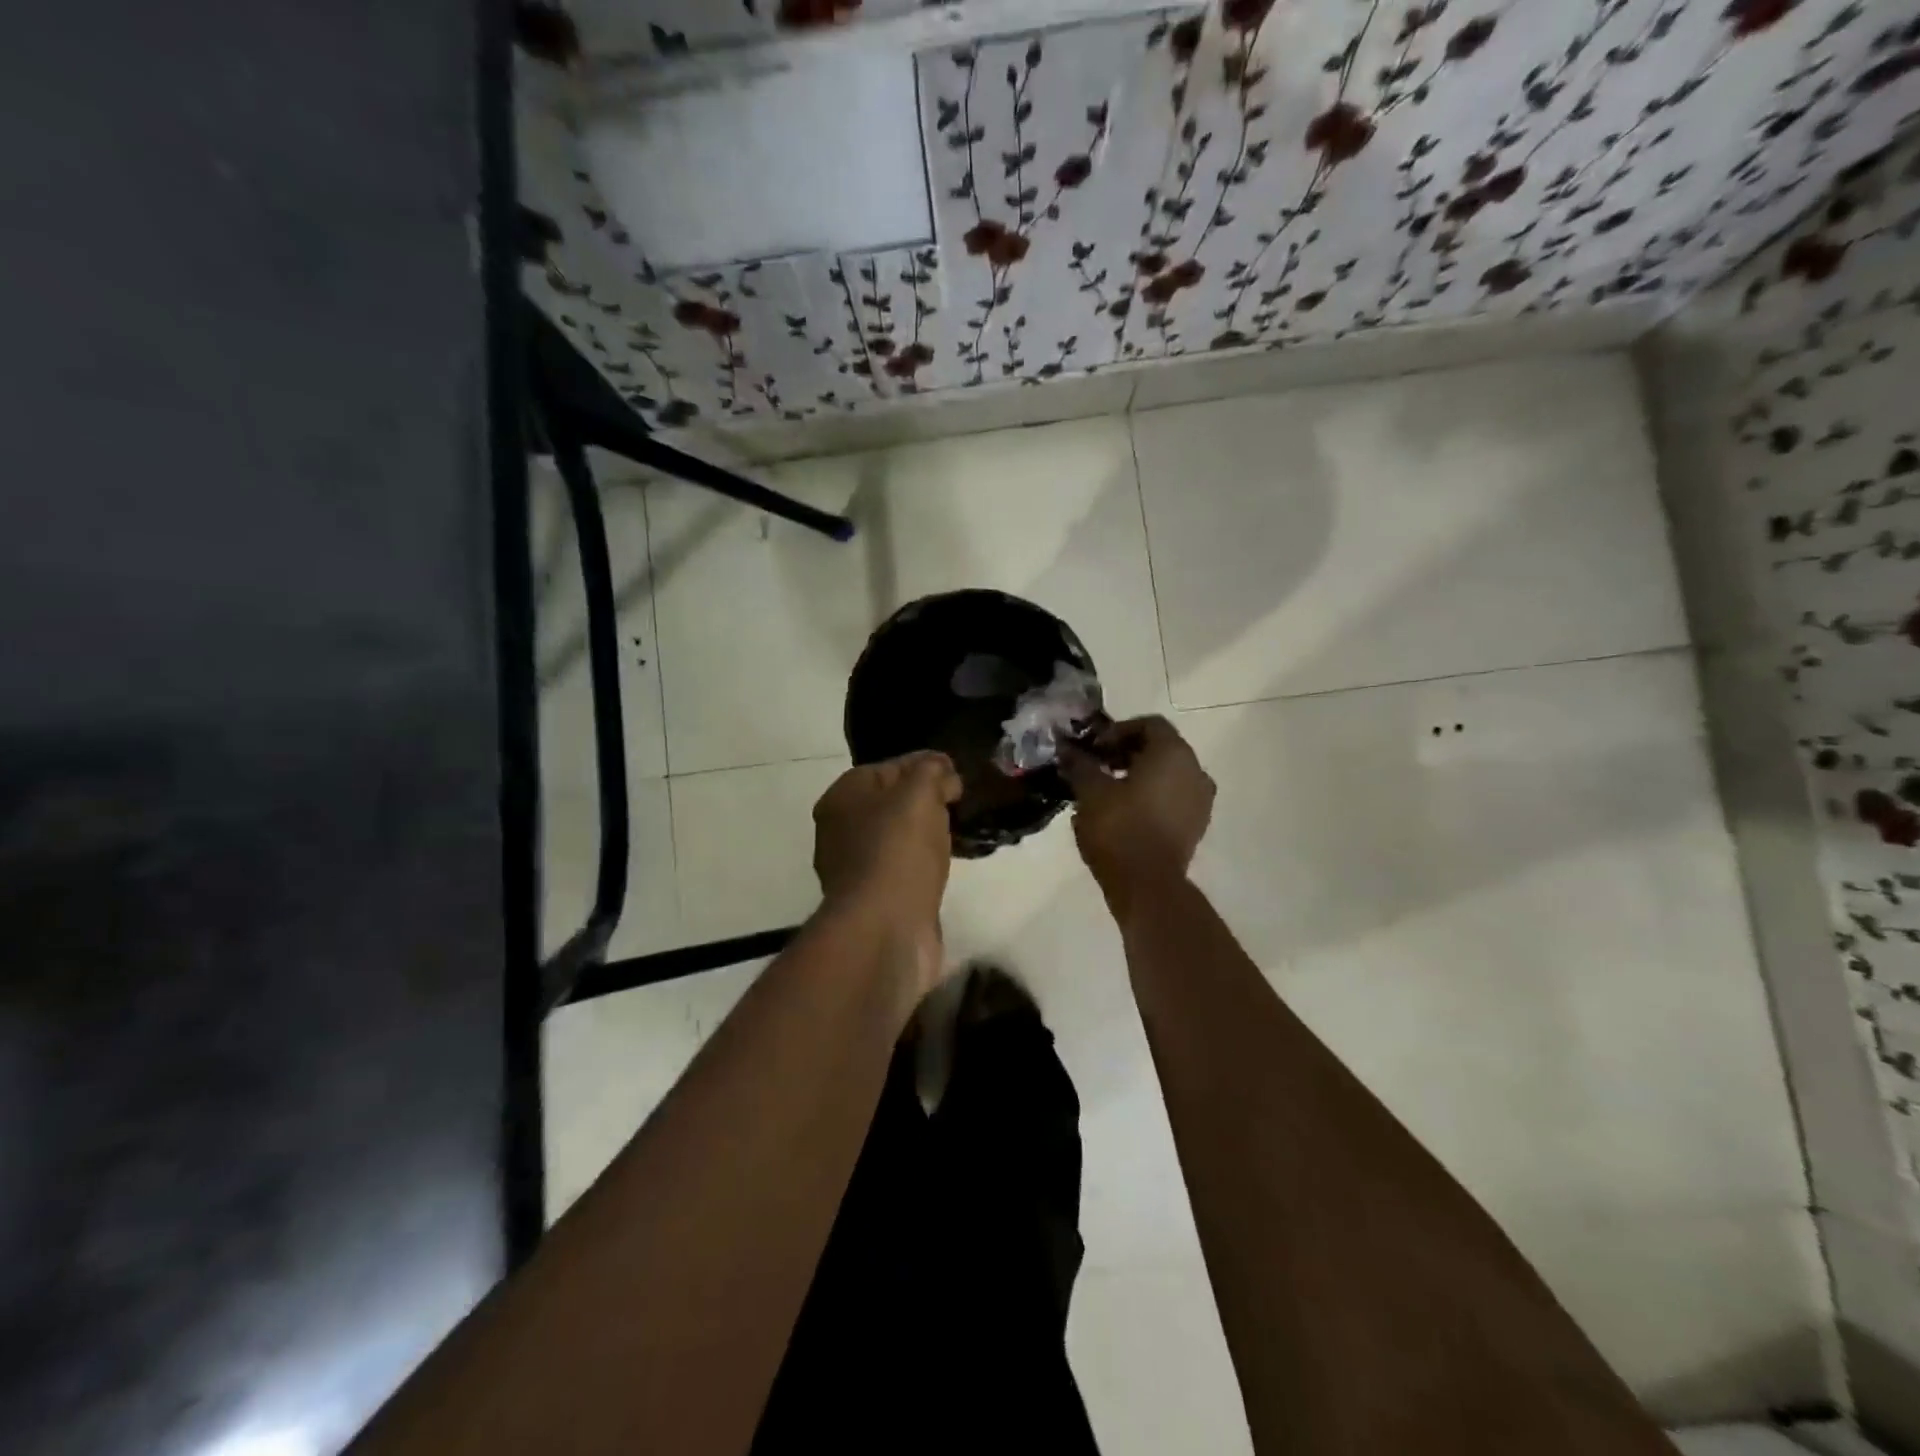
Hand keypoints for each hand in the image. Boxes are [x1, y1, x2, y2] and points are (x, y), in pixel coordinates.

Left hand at [812, 750, 962, 935]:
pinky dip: (923, 863)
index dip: (925, 765)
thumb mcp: (920, 793)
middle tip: (960, 803)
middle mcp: (840, 829)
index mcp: (842, 796)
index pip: (889, 768)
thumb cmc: (898, 851)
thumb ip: (932, 771)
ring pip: (897, 836)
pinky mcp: (872, 898)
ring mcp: (854, 866)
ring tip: (960, 831)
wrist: (885, 928)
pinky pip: (902, 867)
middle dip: (926, 800)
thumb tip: (942, 773)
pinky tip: (947, 863)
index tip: (958, 773)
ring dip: (926, 833)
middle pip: (891, 802)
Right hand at [1058, 716, 1215, 910]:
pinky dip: (1151, 796)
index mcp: (1173, 753)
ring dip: (1138, 775)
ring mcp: (1200, 800)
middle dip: (1126, 752)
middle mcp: (1195, 770)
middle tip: (1096, 766)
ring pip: (1168, 774)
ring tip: (1107, 791)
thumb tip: (1066, 748)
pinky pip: (1173, 797)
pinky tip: (1124, 812)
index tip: (1093, 749)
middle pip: (1160, 748)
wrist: (1148, 885)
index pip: (1149, 724)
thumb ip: (1080, 764)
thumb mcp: (1090, 791)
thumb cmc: (1119, 828)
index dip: (1117, 731)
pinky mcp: (1196, 825)